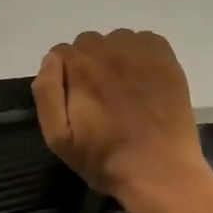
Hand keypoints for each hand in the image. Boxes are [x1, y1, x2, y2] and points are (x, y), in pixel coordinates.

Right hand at [32, 30, 212, 212]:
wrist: (161, 173)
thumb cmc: (105, 159)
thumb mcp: (58, 137)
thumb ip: (46, 92)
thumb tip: (51, 60)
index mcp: (81, 69)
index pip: (61, 52)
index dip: (64, 75)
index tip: (75, 97)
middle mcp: (109, 52)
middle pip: (88, 43)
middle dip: (87, 63)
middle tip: (99, 95)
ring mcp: (141, 54)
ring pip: (116, 39)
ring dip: (114, 56)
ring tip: (123, 86)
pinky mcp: (166, 60)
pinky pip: (146, 40)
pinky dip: (141, 52)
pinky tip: (144, 79)